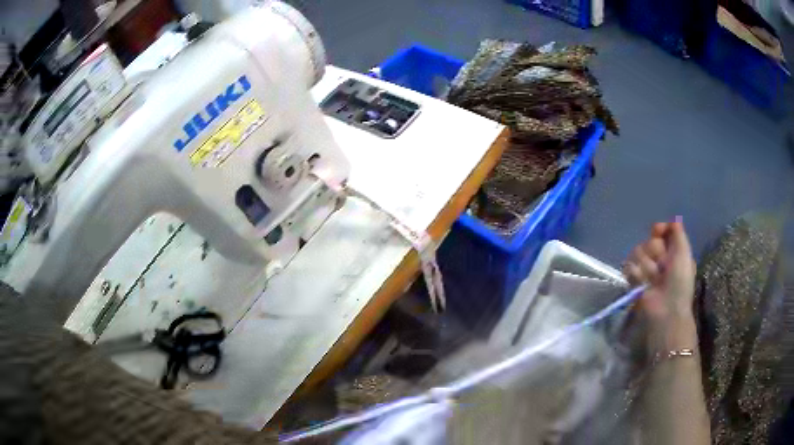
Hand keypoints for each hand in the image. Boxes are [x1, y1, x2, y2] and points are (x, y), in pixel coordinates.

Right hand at [623, 221, 695, 341]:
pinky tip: (643, 284)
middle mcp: (658, 258)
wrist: (666, 308)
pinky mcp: (633, 280)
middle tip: (662, 266)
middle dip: (654, 251)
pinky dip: (636, 275)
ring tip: (653, 279)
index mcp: (672, 251)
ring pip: (637, 252)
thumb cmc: (679, 282)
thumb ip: (678, 233)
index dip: (659, 230)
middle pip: (648, 241)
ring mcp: (645, 269)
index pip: (660, 230)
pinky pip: (629, 267)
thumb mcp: (684, 253)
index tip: (658, 231)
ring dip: (646, 266)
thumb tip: (673, 220)